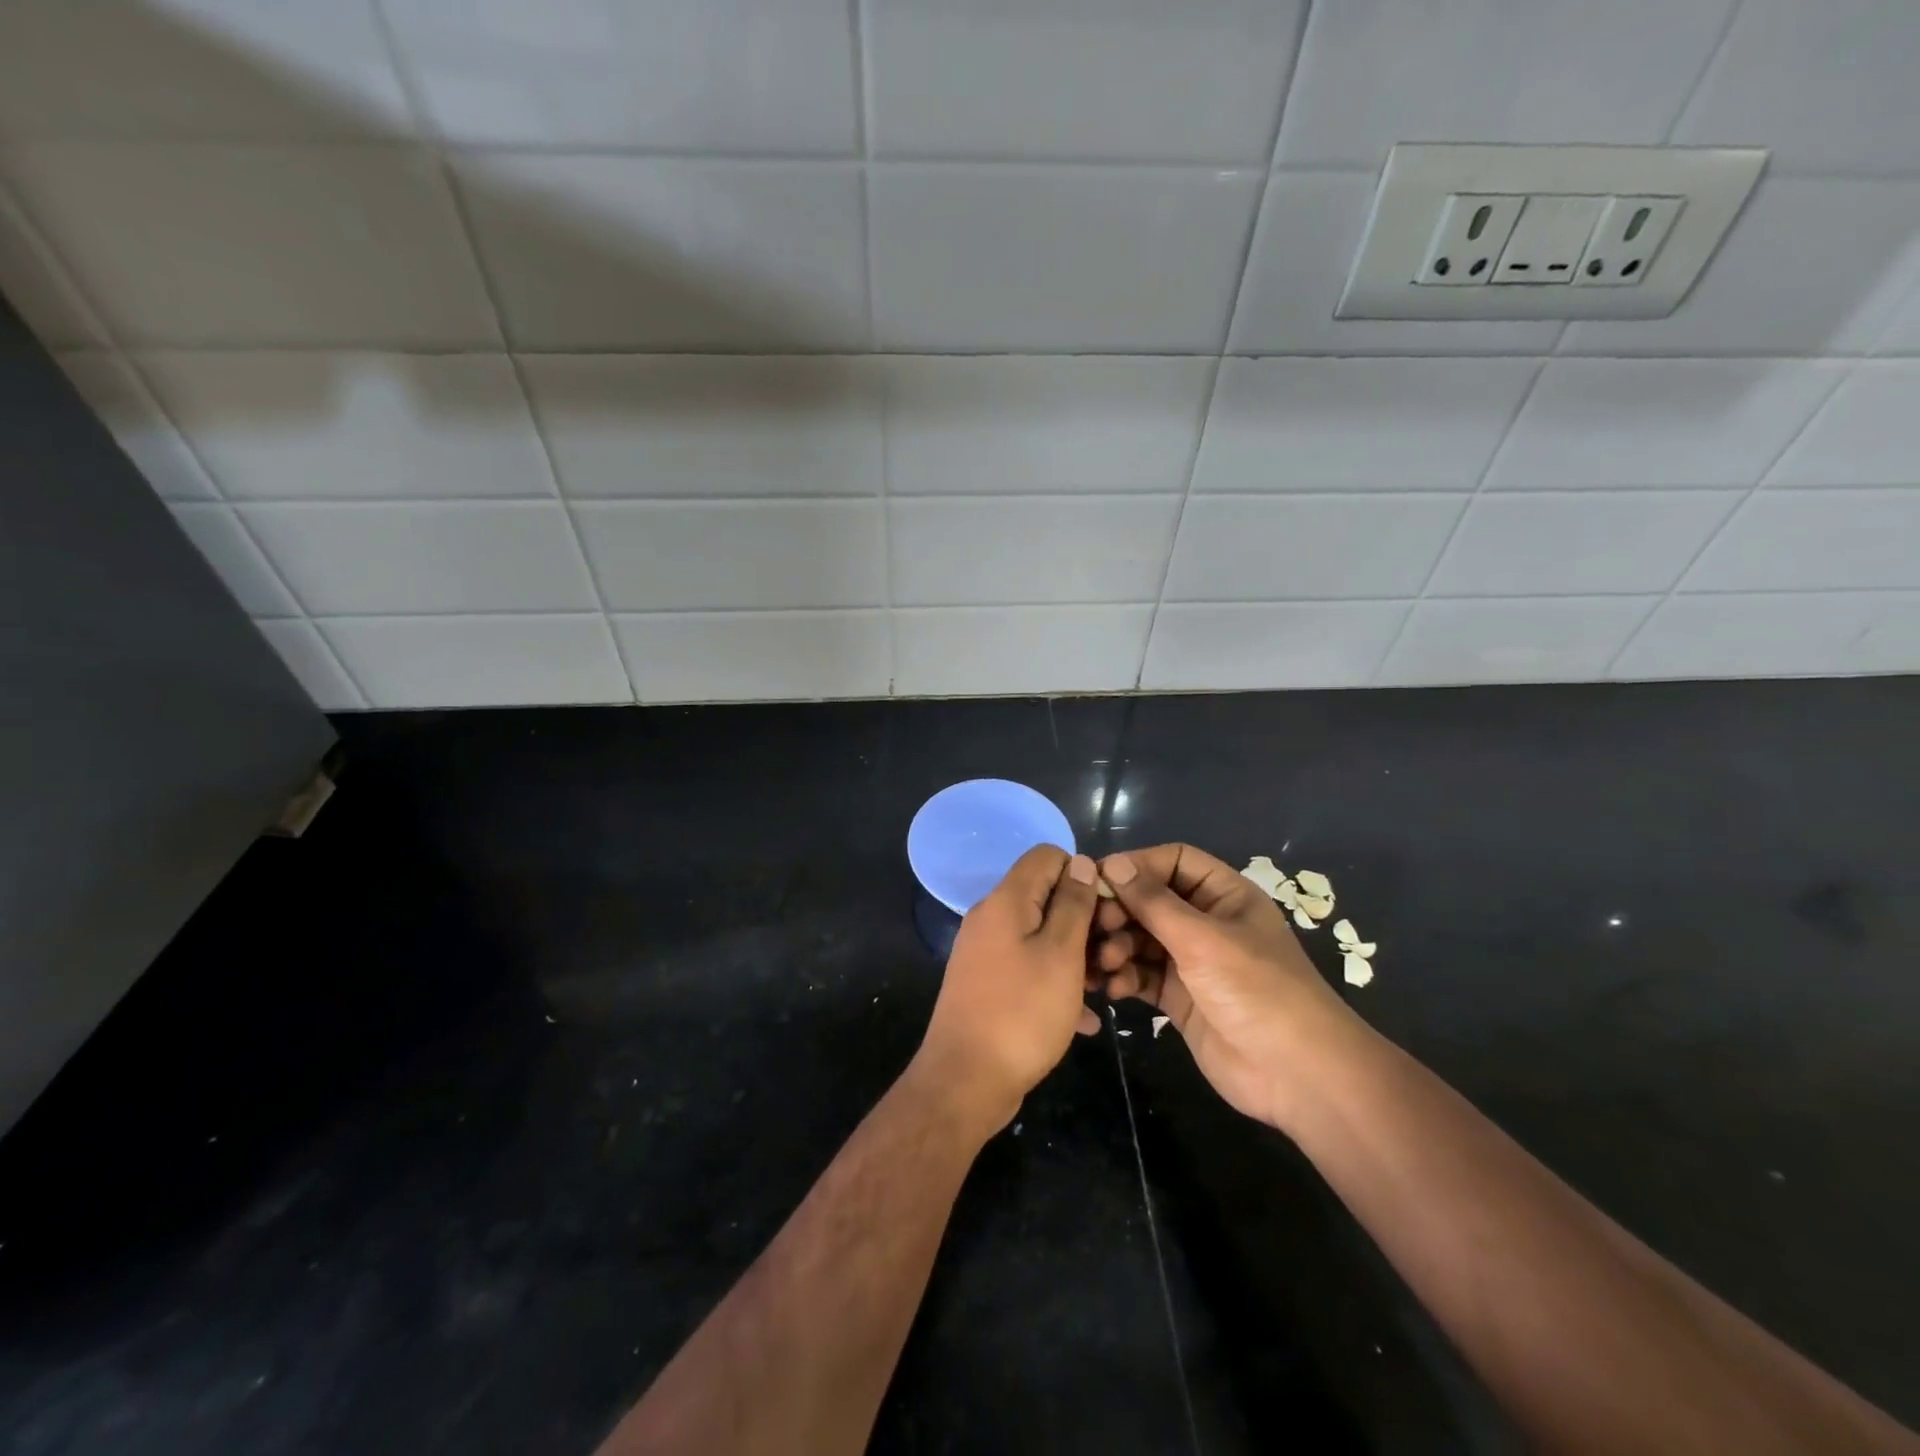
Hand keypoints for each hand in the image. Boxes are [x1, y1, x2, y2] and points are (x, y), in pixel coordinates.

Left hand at [912, 846, 1102, 1135]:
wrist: (965, 1082)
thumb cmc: (1021, 1013)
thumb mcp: (1061, 955)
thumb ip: (1073, 904)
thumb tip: (1079, 861)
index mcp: (1006, 900)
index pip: (1048, 856)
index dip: (1083, 875)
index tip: (1108, 911)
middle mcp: (992, 918)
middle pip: (1047, 897)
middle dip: (1086, 922)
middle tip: (1111, 958)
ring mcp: (988, 953)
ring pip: (1044, 937)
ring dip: (1078, 958)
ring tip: (1105, 990)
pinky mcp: (990, 984)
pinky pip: (1032, 970)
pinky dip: (1059, 985)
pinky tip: (1086, 1020)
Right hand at [1091, 845, 1365, 1130]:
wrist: (1297, 1075)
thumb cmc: (1256, 990)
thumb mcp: (1203, 939)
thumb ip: (1153, 901)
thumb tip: (1112, 862)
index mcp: (1223, 895)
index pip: (1174, 861)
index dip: (1137, 865)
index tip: (1099, 880)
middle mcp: (1206, 922)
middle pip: (1150, 900)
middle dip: (1120, 911)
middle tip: (1096, 926)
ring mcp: (1192, 961)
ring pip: (1140, 938)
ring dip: (1116, 946)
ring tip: (1105, 962)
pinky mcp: (1179, 997)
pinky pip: (1142, 975)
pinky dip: (1124, 977)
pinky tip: (1112, 988)